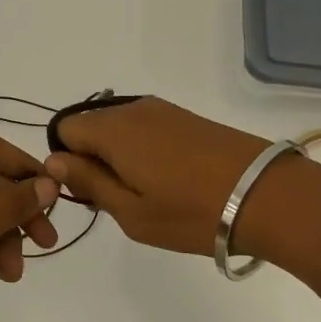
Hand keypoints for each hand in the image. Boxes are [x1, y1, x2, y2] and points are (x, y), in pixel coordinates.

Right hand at [44, 98, 277, 255]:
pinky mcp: (187, 118)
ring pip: (120, 127)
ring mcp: (164, 110)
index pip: (65, 129)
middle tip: (118, 199)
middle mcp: (134, 109)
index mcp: (113, 129)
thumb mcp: (130, 211)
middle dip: (92, 158)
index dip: (67, 161)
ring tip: (147, 193)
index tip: (89, 191)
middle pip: (92, 125)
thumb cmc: (191, 212)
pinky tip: (169, 180)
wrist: (266, 195)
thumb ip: (88, 182)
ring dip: (120, 156)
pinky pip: (146, 128)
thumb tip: (54, 160)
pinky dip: (144, 151)